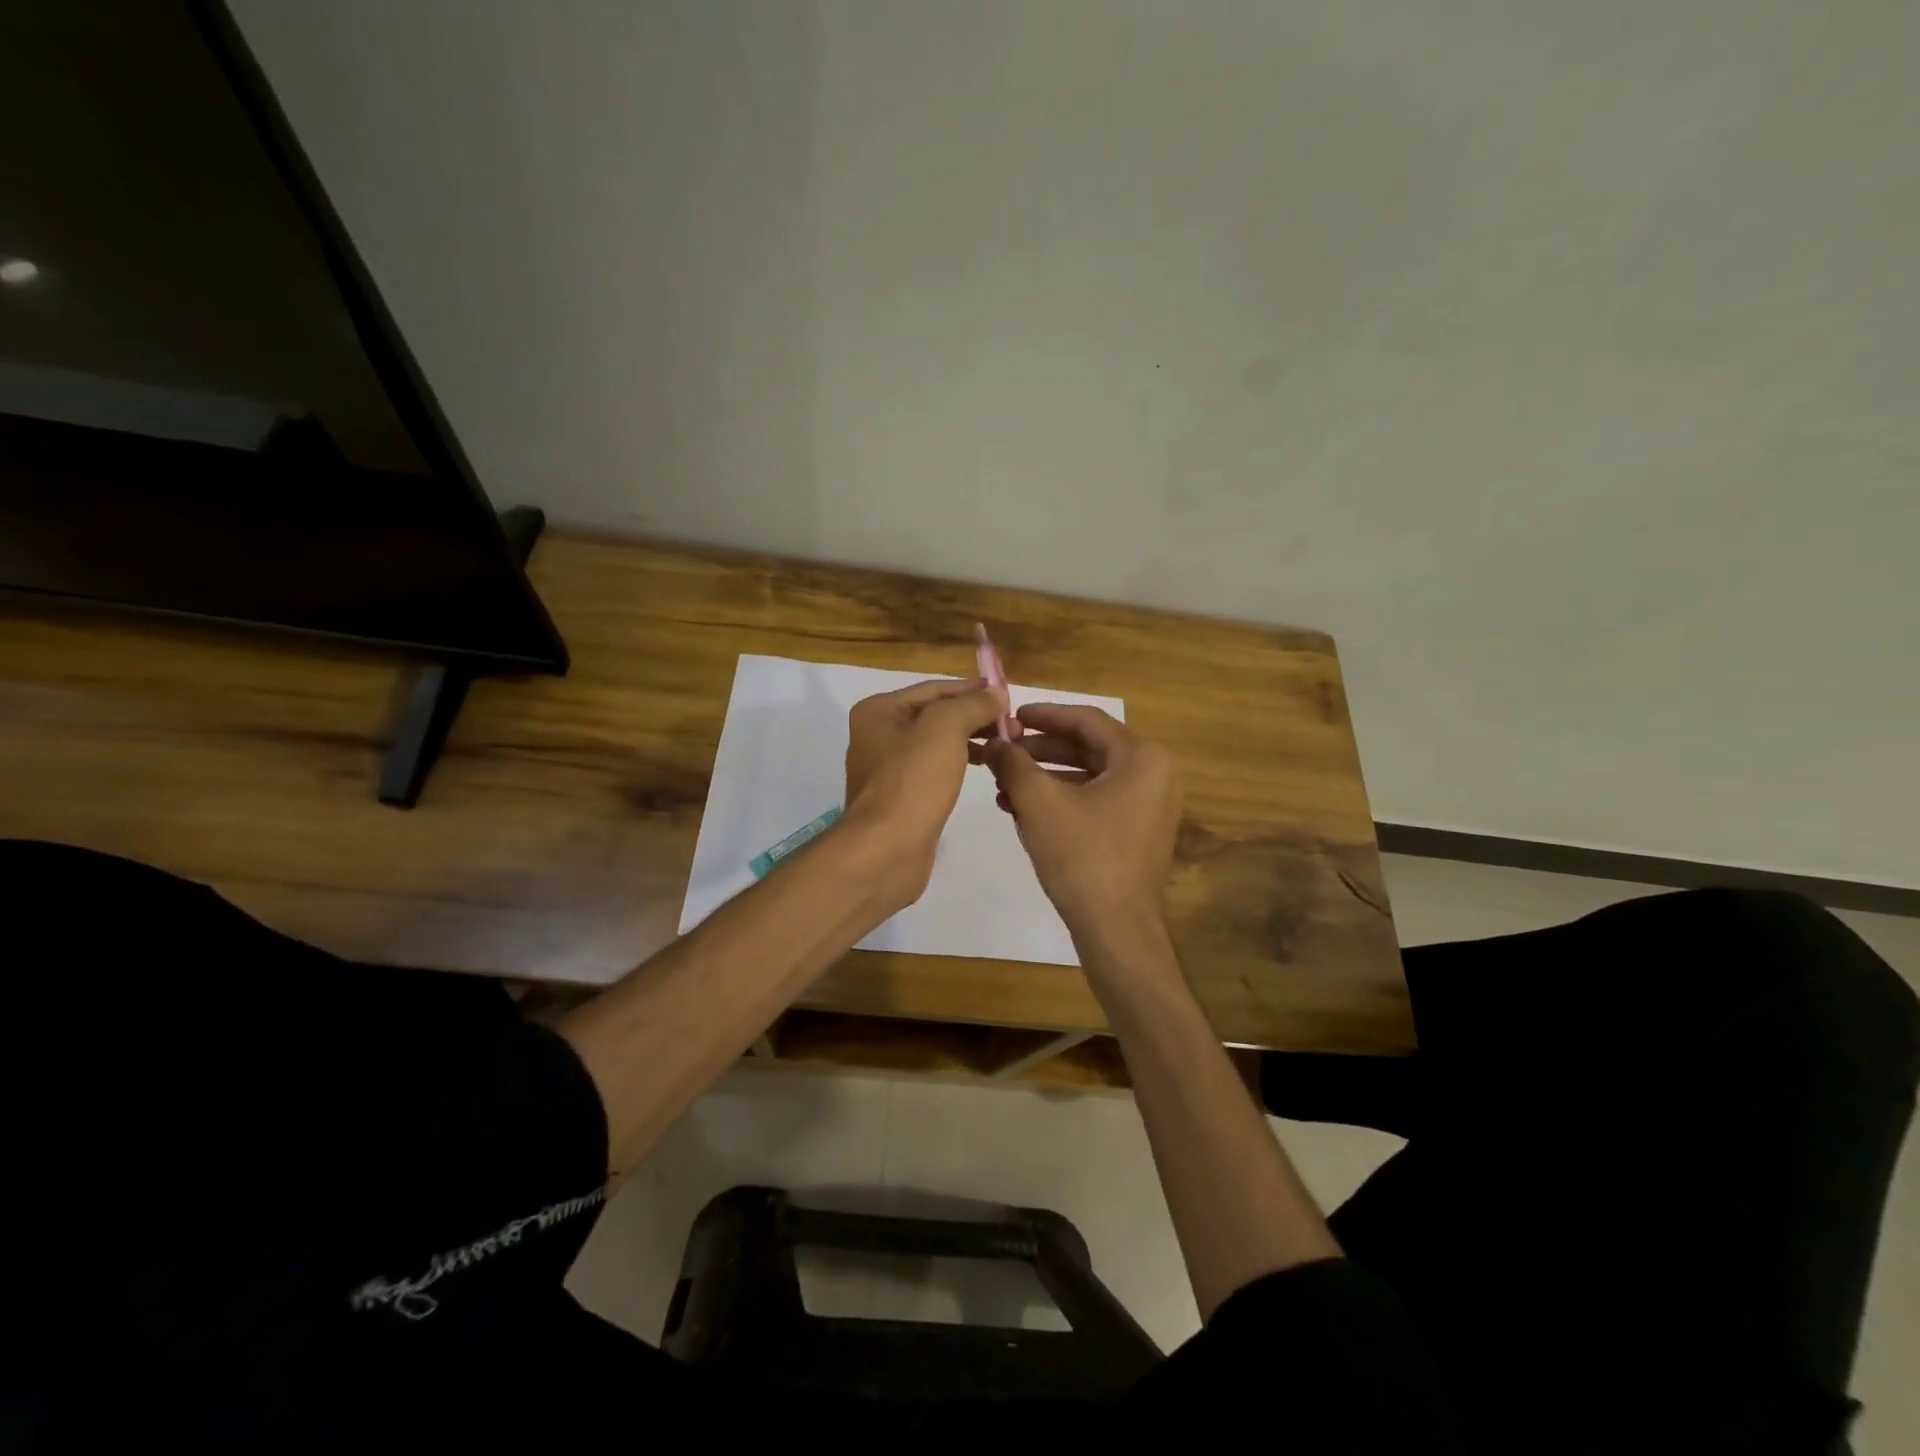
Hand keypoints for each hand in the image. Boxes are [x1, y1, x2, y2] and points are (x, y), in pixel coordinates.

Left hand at [843, 677, 1008, 905]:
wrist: (886, 851)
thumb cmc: (912, 782)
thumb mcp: (945, 729)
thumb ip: (972, 704)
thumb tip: (995, 693)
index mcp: (879, 711)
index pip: (934, 689)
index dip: (972, 689)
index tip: (1008, 694)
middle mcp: (879, 735)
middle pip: (936, 715)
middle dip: (975, 716)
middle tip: (1014, 724)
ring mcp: (889, 769)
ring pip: (938, 743)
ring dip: (972, 739)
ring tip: (1007, 744)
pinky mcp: (902, 798)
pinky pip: (936, 769)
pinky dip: (961, 763)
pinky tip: (986, 767)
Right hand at [977, 705, 1181, 950]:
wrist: (1116, 930)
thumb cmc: (1082, 857)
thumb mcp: (1040, 803)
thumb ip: (1014, 764)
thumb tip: (994, 743)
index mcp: (1142, 758)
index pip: (1087, 720)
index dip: (1045, 715)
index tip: (1011, 716)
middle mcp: (1154, 776)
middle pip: (1089, 747)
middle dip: (1041, 750)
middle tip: (1004, 750)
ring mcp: (1150, 806)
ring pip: (1090, 777)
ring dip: (1047, 777)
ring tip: (1004, 783)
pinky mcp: (1139, 832)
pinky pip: (1097, 801)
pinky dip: (1063, 800)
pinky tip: (1024, 810)